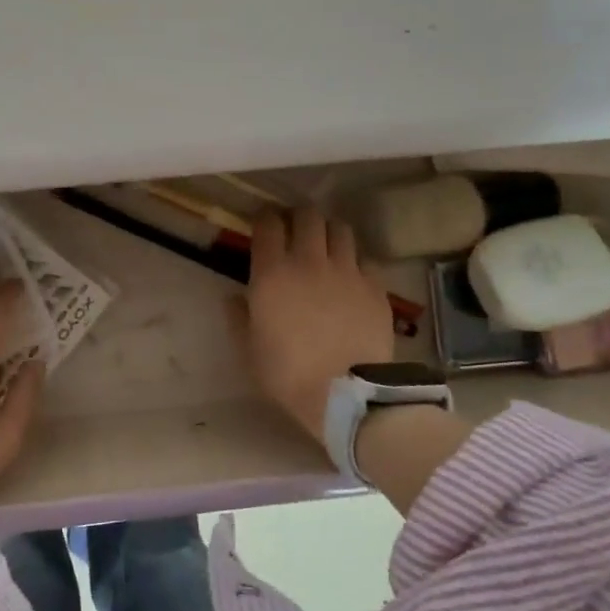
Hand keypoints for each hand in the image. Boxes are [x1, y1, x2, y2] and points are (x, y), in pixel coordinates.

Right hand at [231, 207, 397, 444]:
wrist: (345, 394)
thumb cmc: (287, 373)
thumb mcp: (248, 349)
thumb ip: (239, 317)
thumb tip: (234, 298)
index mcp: (272, 273)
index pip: (268, 225)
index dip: (265, 219)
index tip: (263, 224)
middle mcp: (310, 261)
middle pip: (308, 216)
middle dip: (298, 217)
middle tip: (295, 230)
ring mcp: (347, 271)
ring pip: (340, 230)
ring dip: (329, 232)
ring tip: (326, 246)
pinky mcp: (375, 287)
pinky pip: (365, 260)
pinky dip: (354, 262)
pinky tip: (351, 277)